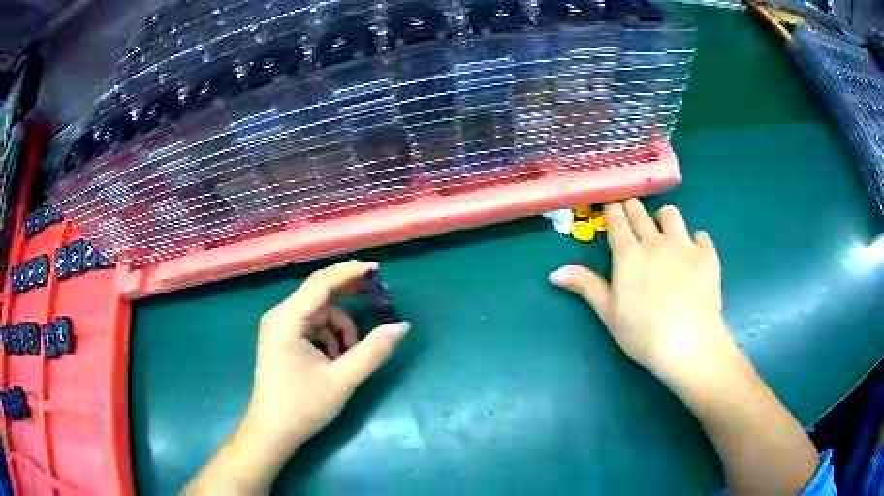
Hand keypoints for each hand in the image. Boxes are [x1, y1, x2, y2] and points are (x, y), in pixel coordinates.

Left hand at [185, 260, 409, 494]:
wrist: (272, 433)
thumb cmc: (302, 407)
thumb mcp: (342, 380)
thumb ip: (372, 351)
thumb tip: (401, 326)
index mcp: (287, 320)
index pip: (320, 284)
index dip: (349, 273)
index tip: (378, 269)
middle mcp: (280, 317)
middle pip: (319, 295)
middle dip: (349, 298)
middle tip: (378, 299)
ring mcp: (279, 329)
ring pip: (319, 314)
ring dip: (340, 329)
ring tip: (348, 358)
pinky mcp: (283, 341)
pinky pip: (313, 327)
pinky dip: (330, 338)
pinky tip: (335, 361)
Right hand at [550, 199, 734, 378]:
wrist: (689, 344)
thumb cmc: (643, 334)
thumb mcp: (609, 313)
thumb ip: (586, 286)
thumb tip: (555, 272)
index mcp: (629, 254)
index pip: (617, 220)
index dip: (612, 210)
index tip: (610, 206)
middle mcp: (656, 241)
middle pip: (640, 212)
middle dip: (632, 208)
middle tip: (630, 215)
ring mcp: (684, 245)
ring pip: (671, 214)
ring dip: (663, 219)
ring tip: (663, 234)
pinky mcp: (707, 255)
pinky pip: (700, 235)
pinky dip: (695, 240)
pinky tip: (693, 254)